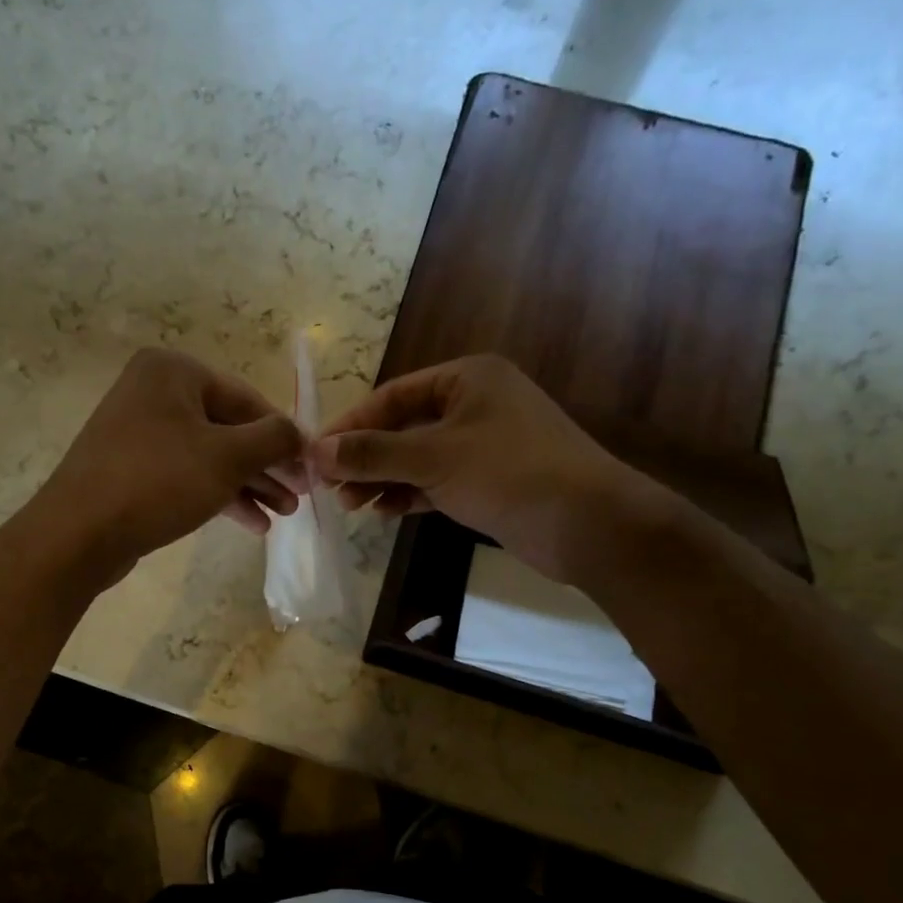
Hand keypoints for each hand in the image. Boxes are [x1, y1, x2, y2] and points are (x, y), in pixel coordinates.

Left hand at [29, 348, 305, 587]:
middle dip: (267, 466)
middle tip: (300, 497)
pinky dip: (219, 495)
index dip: (283, 435)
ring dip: (249, 485)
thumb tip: (299, 434)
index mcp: (173, 371)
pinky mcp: (133, 469)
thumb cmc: (159, 481)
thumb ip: (273, 439)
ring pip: (210, 455)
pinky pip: (187, 474)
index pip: (246, 399)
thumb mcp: (228, 457)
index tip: (311, 466)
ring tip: (283, 515)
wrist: (79, 533)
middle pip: (228, 428)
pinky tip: (251, 523)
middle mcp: (154, 392)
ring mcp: (140, 432)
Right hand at [314, 354, 636, 583]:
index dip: (351, 425)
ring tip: (351, 505)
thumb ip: (373, 453)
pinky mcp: (491, 480)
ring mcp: (485, 443)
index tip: (316, 454)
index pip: (393, 395)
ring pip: (419, 457)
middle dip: (366, 457)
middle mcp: (475, 403)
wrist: (588, 524)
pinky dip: (410, 493)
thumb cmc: (508, 473)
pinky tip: (385, 512)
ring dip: (384, 479)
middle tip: (329, 488)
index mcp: (467, 378)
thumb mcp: (432, 458)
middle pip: (403, 426)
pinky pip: (437, 480)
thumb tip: (315, 451)